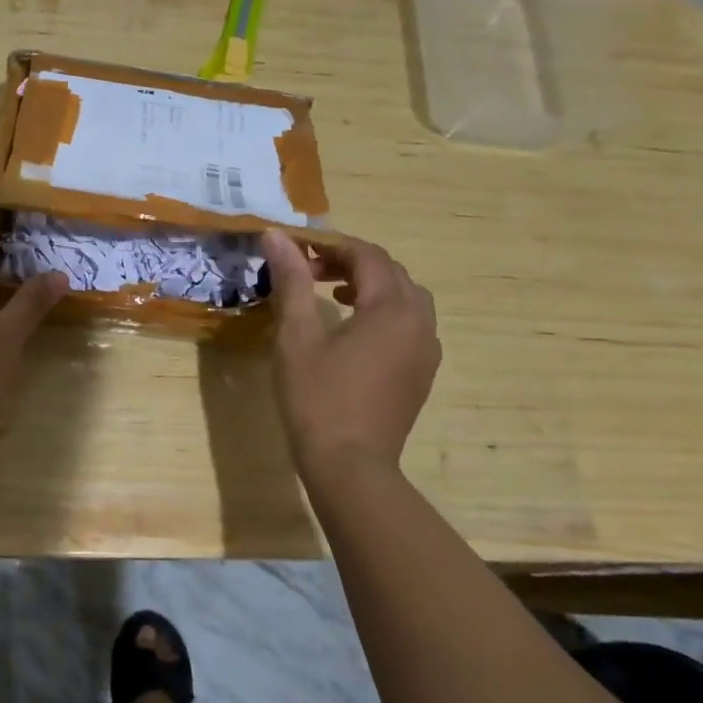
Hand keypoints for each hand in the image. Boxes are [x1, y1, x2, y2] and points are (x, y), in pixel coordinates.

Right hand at [259, 231, 440, 479]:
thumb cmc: (318, 397)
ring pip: (405, 298)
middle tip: (308, 271)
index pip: (367, 255)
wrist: (350, 466)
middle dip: (349, 262)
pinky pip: (409, 325)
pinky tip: (353, 331)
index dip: (331, 245)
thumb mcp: (297, 336)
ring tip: (331, 295)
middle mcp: (420, 322)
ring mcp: (426, 350)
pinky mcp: (422, 373)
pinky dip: (383, 312)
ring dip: (369, 286)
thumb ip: (291, 281)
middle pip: (390, 272)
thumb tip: (276, 236)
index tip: (295, 250)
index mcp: (392, 308)